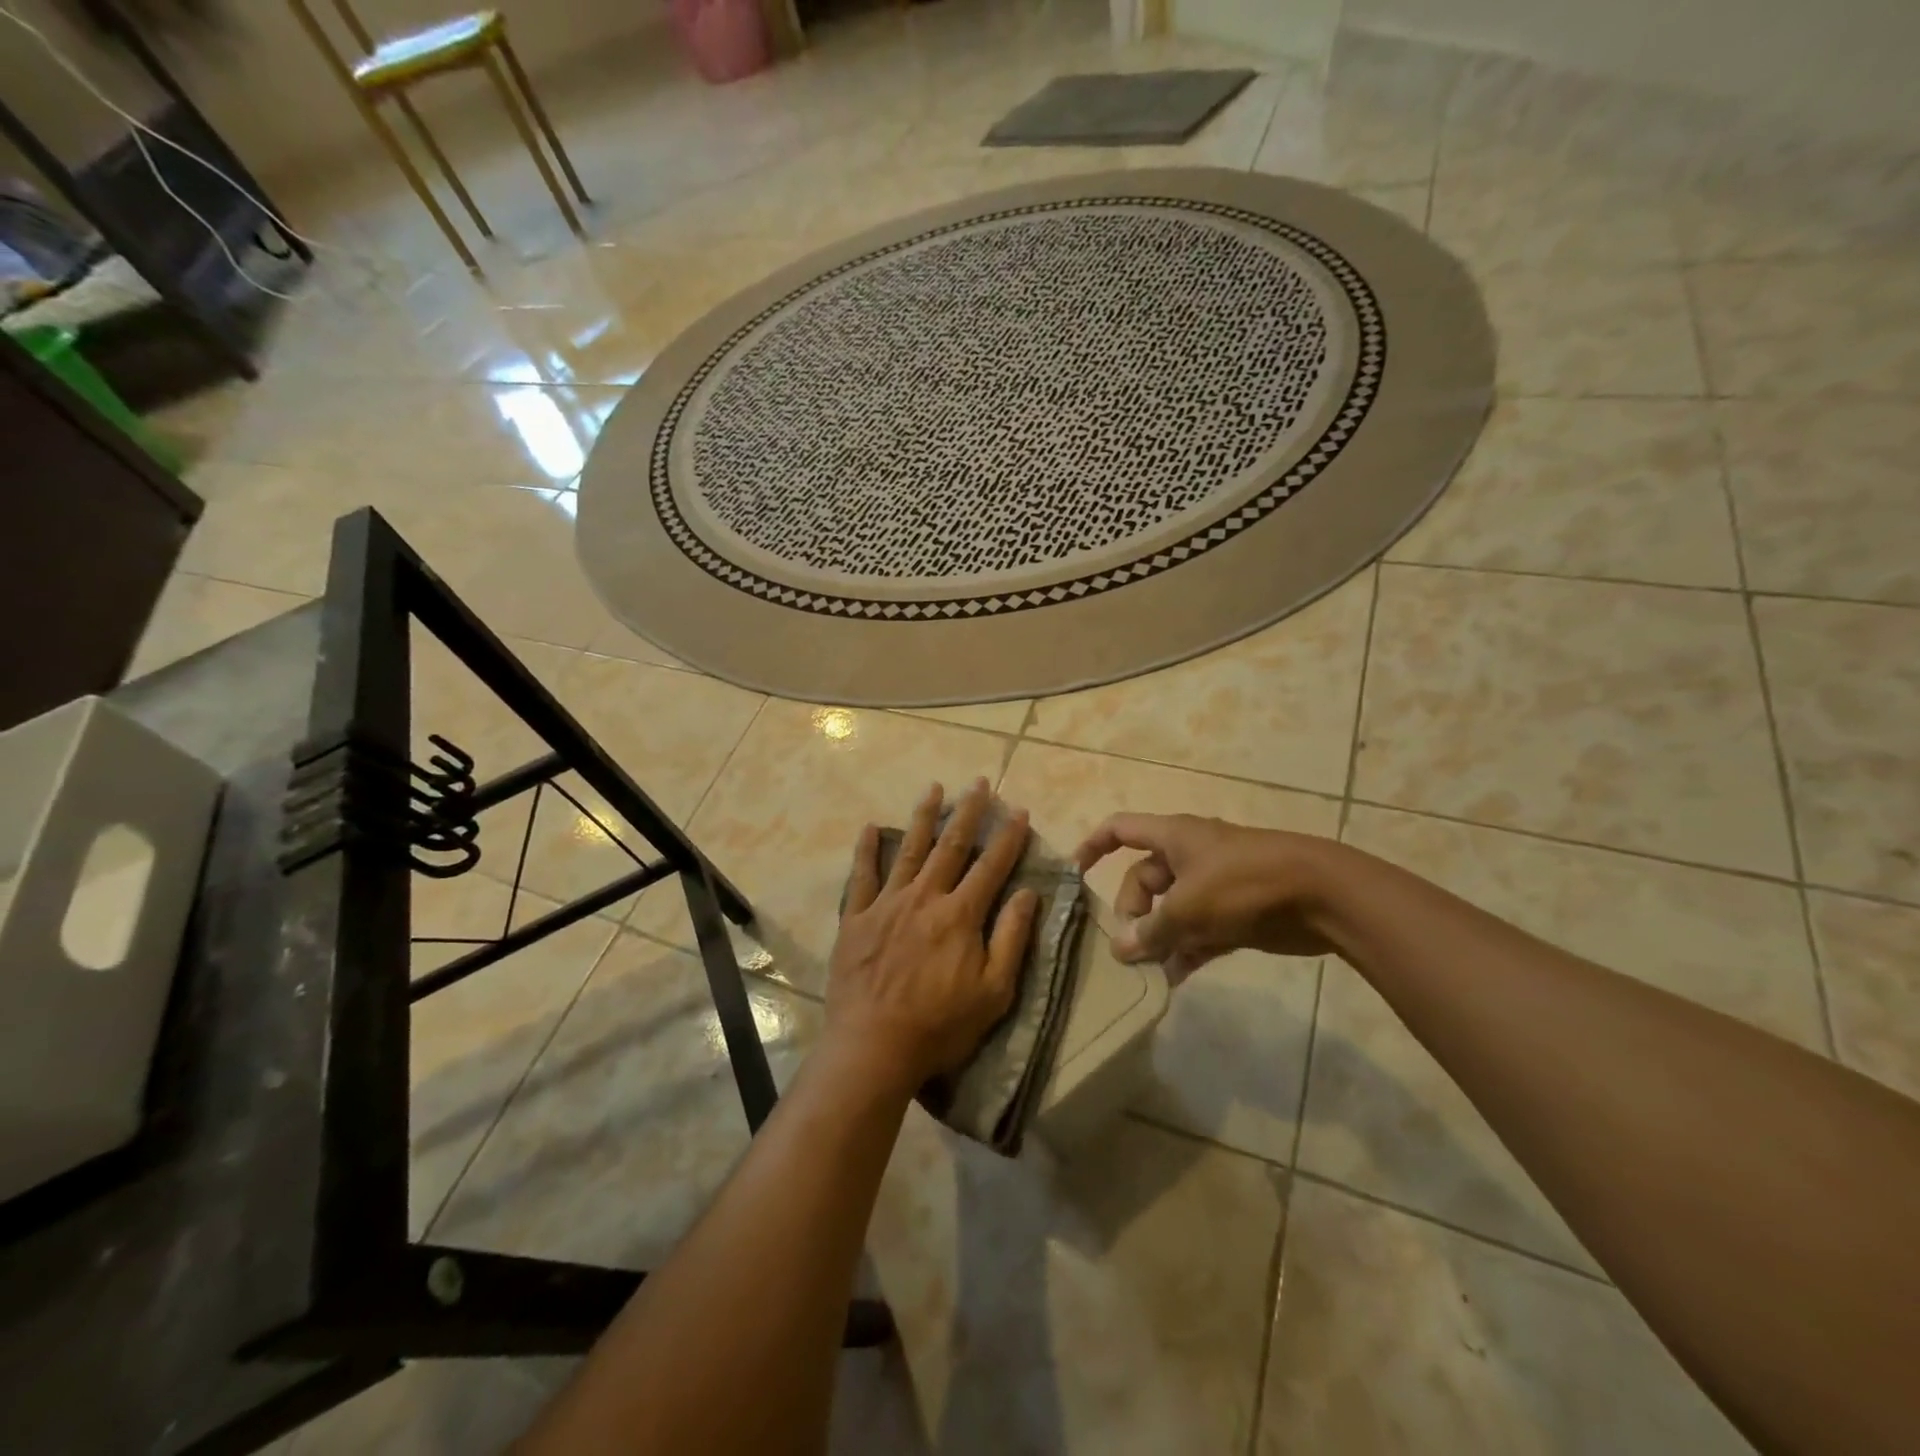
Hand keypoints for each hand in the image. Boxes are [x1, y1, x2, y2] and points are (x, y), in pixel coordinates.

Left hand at [825, 779, 1039, 1091]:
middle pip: (951, 845)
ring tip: (934, 788)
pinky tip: (869, 827)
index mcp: (961, 915)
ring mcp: (887, 904)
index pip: (991, 866)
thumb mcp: (994, 991)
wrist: (874, 1046)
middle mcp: (925, 897)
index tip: (1019, 810)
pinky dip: (866, 850)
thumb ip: (1011, 938)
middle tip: (979, 782)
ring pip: (909, 850)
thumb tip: (1029, 893)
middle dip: (968, 812)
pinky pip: (862, 876)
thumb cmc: (940, 1025)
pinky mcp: (856, 918)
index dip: (1008, 837)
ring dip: (924, 817)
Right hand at [1074, 813, 1340, 982]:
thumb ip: (1152, 930)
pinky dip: (1185, 951)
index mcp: (1175, 837)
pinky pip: (1198, 931)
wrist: (1324, 896)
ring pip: (1171, 910)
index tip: (1076, 873)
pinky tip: (1175, 979)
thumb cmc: (1246, 884)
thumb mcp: (1189, 906)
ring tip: (1147, 971)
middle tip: (1130, 948)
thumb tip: (1120, 949)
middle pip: (1144, 879)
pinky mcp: (1236, 913)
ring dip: (1158, 938)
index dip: (1094, 845)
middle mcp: (1190, 856)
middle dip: (1132, 912)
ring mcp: (1214, 885)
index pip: (1121, 829)